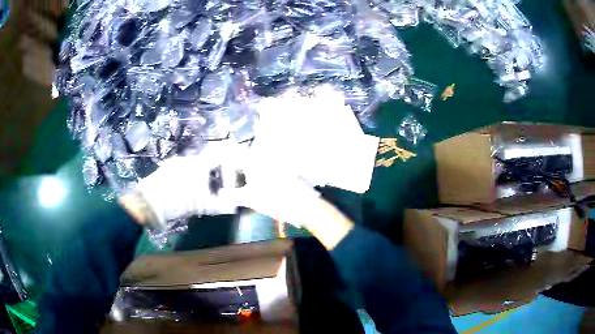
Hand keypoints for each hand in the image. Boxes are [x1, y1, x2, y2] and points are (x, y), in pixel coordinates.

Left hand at [120, 141, 245, 228]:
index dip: (232, 163)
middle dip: (218, 172)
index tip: (234, 177)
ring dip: (205, 176)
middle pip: (210, 160)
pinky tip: (189, 192)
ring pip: (197, 165)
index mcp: (198, 164)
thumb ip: (219, 204)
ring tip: (204, 193)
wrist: (146, 203)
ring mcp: (176, 163)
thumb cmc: (175, 202)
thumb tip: (233, 205)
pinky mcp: (167, 169)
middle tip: (221, 188)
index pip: (222, 153)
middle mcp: (188, 159)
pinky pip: (186, 169)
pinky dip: (193, 178)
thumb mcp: (200, 206)